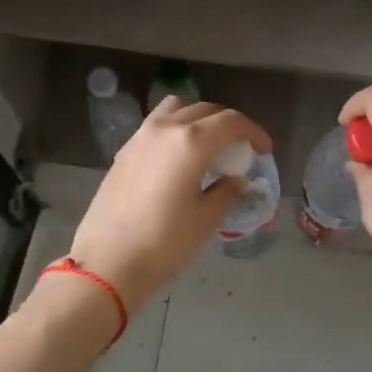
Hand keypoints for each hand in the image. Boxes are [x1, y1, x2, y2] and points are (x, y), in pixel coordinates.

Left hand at [64, 97, 272, 318]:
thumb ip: (226, 191)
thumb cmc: (164, 243)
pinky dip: (175, 128)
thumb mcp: (206, 219)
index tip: (263, 150)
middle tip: (240, 148)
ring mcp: (140, 137)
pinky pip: (157, 125)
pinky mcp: (124, 151)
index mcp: (191, 142)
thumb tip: (235, 179)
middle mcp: (165, 129)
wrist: (107, 262)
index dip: (253, 132)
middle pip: (205, 110)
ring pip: (177, 109)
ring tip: (208, 144)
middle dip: (228, 124)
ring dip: (198, 118)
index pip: (231, 122)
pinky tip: (178, 157)